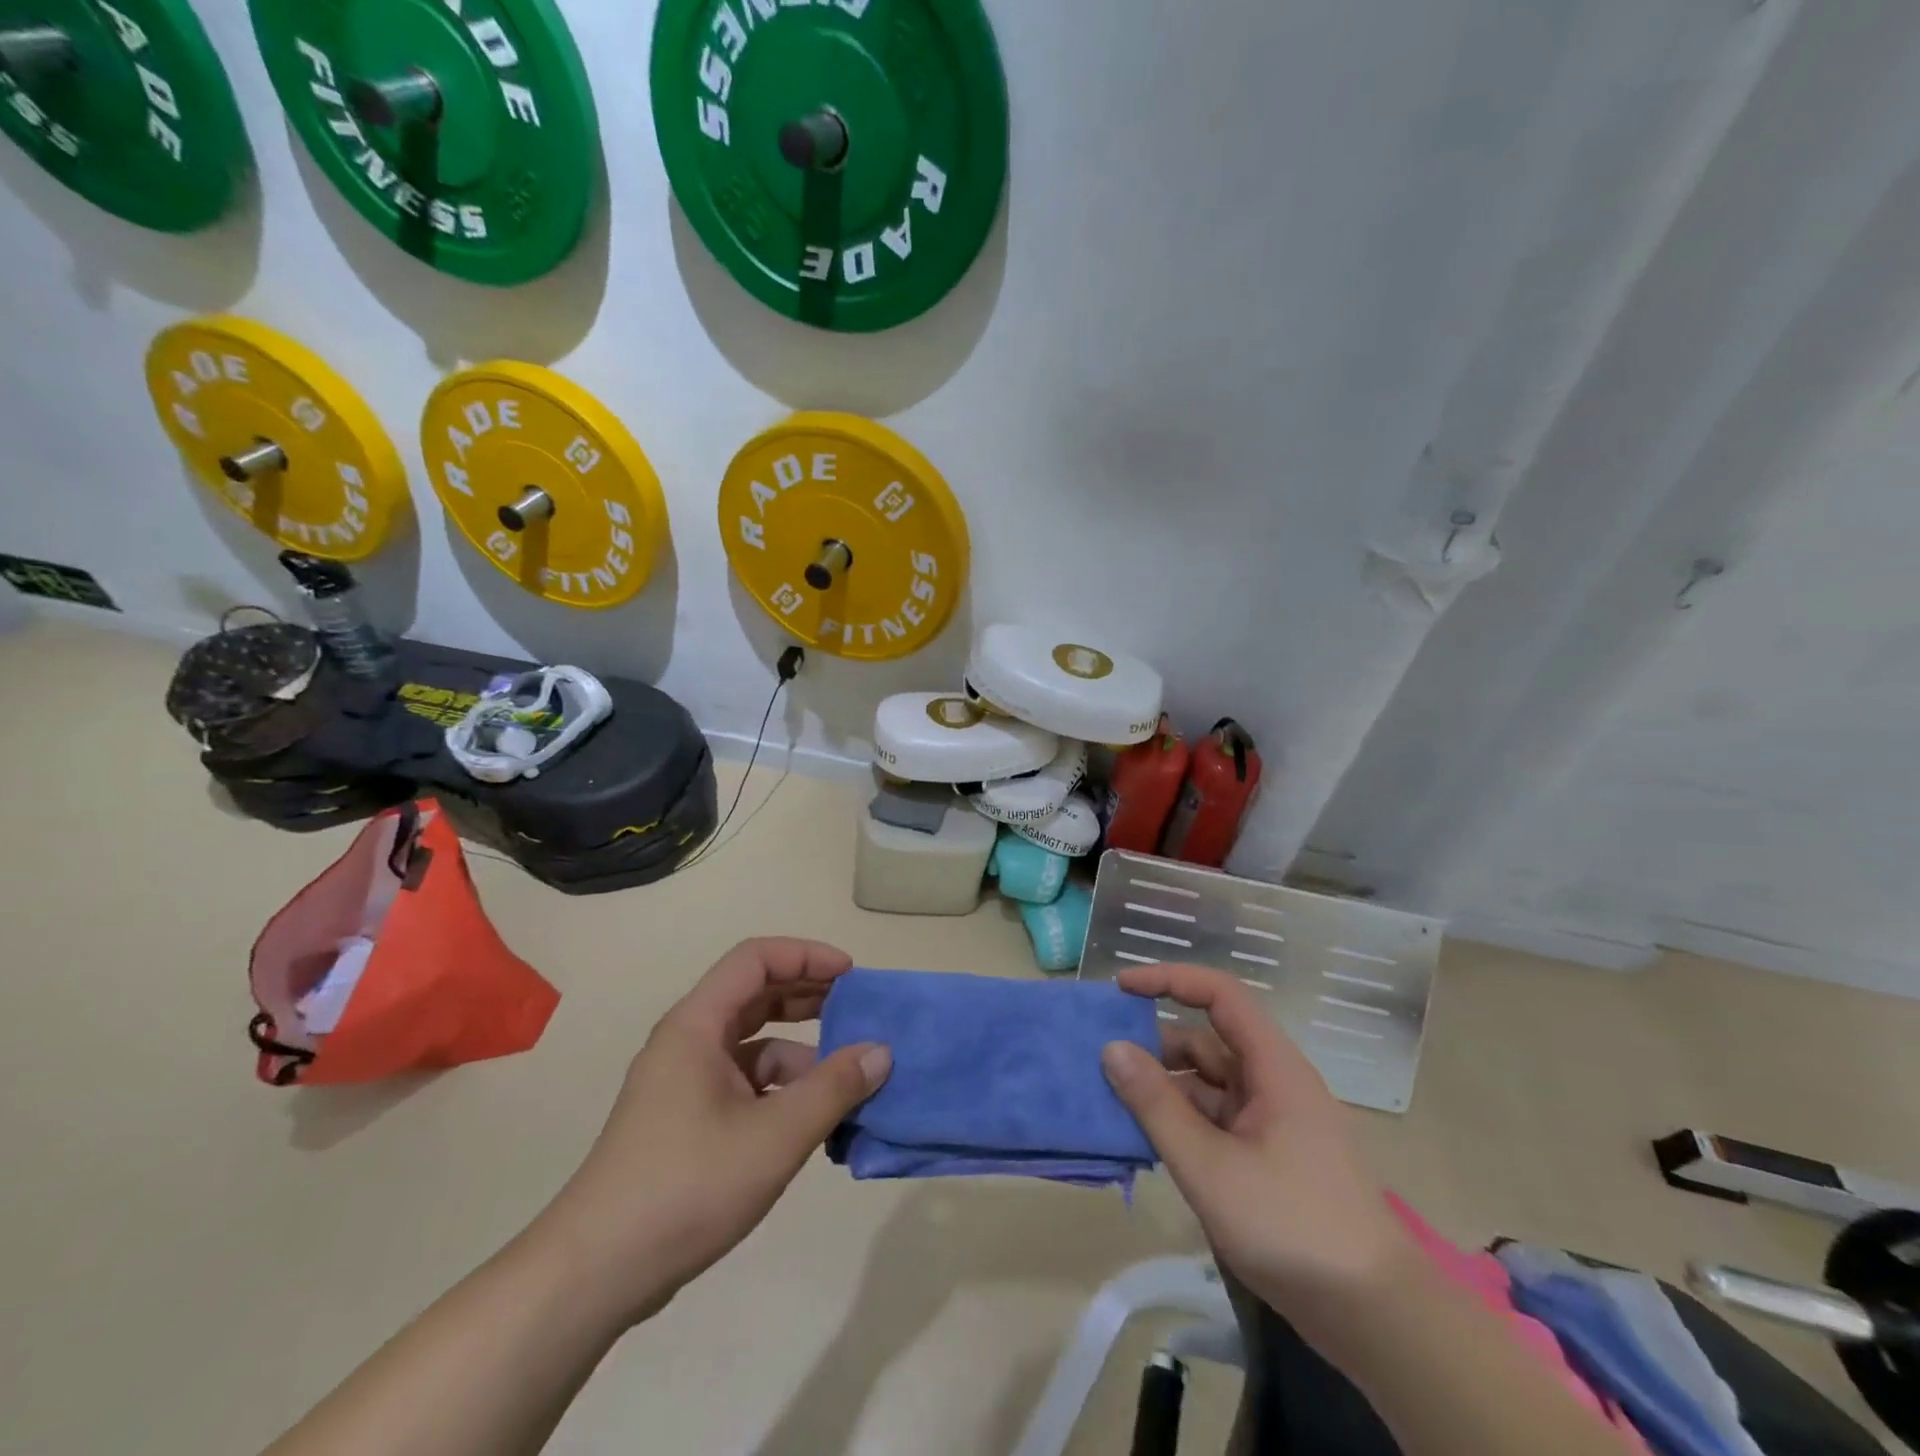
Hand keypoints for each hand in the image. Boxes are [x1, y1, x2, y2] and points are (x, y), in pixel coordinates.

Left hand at [534, 939, 890, 1327]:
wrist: (595, 1274)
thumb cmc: (687, 1186)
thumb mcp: (775, 1135)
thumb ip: (834, 1088)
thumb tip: (881, 1052)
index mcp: (697, 1026)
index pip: (755, 959)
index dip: (806, 956)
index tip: (852, 976)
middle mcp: (689, 1042)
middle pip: (755, 996)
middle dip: (810, 999)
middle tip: (858, 1014)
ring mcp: (685, 1084)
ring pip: (753, 1047)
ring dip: (801, 1054)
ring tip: (848, 1081)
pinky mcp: (687, 1121)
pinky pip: (745, 1085)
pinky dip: (782, 1092)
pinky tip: (813, 1124)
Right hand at [1102, 964, 1413, 1326]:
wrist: (1376, 1318)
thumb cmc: (1293, 1226)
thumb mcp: (1210, 1167)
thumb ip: (1157, 1106)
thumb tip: (1112, 1049)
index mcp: (1273, 1067)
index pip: (1220, 995)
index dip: (1170, 980)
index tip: (1122, 989)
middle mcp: (1273, 1083)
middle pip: (1207, 1041)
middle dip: (1156, 1044)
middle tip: (1102, 1061)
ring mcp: (1272, 1122)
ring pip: (1208, 1085)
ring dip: (1164, 1088)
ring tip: (1113, 1102)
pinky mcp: (1268, 1157)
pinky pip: (1215, 1120)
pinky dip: (1181, 1122)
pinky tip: (1147, 1141)